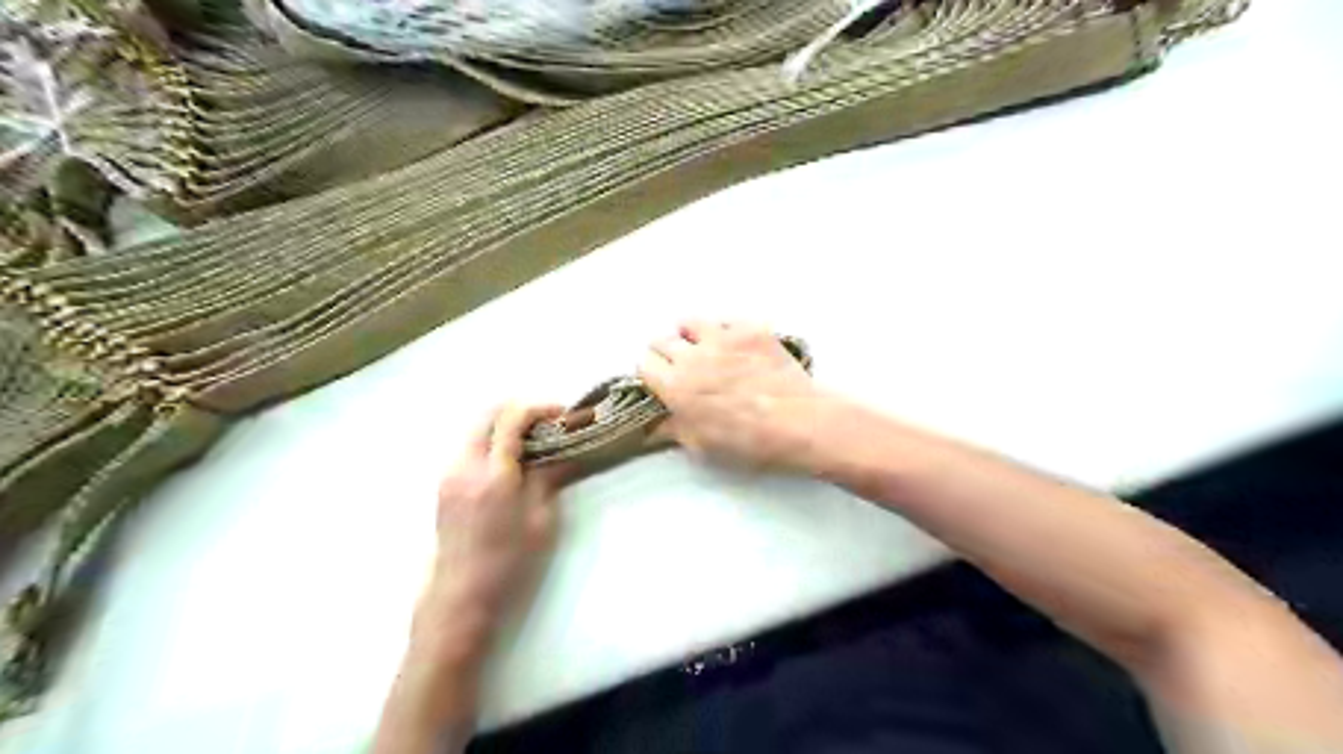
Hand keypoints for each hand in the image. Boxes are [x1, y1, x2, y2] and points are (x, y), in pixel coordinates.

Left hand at [420, 405, 569, 636]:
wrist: (461, 594)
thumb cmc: (510, 561)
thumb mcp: (541, 519)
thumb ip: (549, 477)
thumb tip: (563, 450)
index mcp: (493, 474)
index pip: (512, 419)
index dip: (539, 409)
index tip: (562, 415)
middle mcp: (465, 465)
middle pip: (488, 414)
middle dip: (520, 411)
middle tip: (548, 423)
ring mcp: (450, 473)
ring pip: (476, 428)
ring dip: (504, 425)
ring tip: (533, 443)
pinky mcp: (444, 484)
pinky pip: (468, 447)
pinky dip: (491, 441)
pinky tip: (511, 461)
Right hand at [636, 321, 830, 474]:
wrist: (799, 422)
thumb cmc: (748, 442)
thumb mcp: (702, 446)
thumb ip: (672, 429)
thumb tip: (651, 427)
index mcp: (676, 386)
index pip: (644, 364)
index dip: (651, 374)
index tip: (660, 382)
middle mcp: (693, 355)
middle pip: (662, 340)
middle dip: (666, 353)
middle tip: (682, 368)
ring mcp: (722, 337)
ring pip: (691, 323)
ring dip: (691, 336)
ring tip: (705, 350)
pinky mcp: (750, 329)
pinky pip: (725, 321)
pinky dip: (724, 331)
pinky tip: (735, 347)